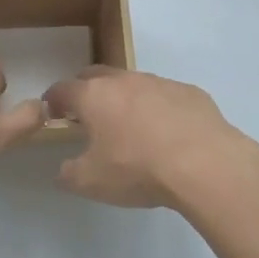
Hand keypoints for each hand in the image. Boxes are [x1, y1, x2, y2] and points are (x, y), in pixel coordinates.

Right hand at [43, 66, 258, 207]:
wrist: (205, 164)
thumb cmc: (138, 169)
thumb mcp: (92, 182)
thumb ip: (69, 174)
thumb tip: (64, 169)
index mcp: (93, 96)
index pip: (62, 89)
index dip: (54, 100)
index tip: (53, 113)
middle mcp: (124, 81)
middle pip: (95, 75)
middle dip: (86, 90)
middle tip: (88, 115)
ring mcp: (159, 82)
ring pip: (133, 83)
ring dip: (125, 98)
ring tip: (131, 125)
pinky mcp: (190, 92)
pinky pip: (166, 95)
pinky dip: (159, 108)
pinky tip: (168, 133)